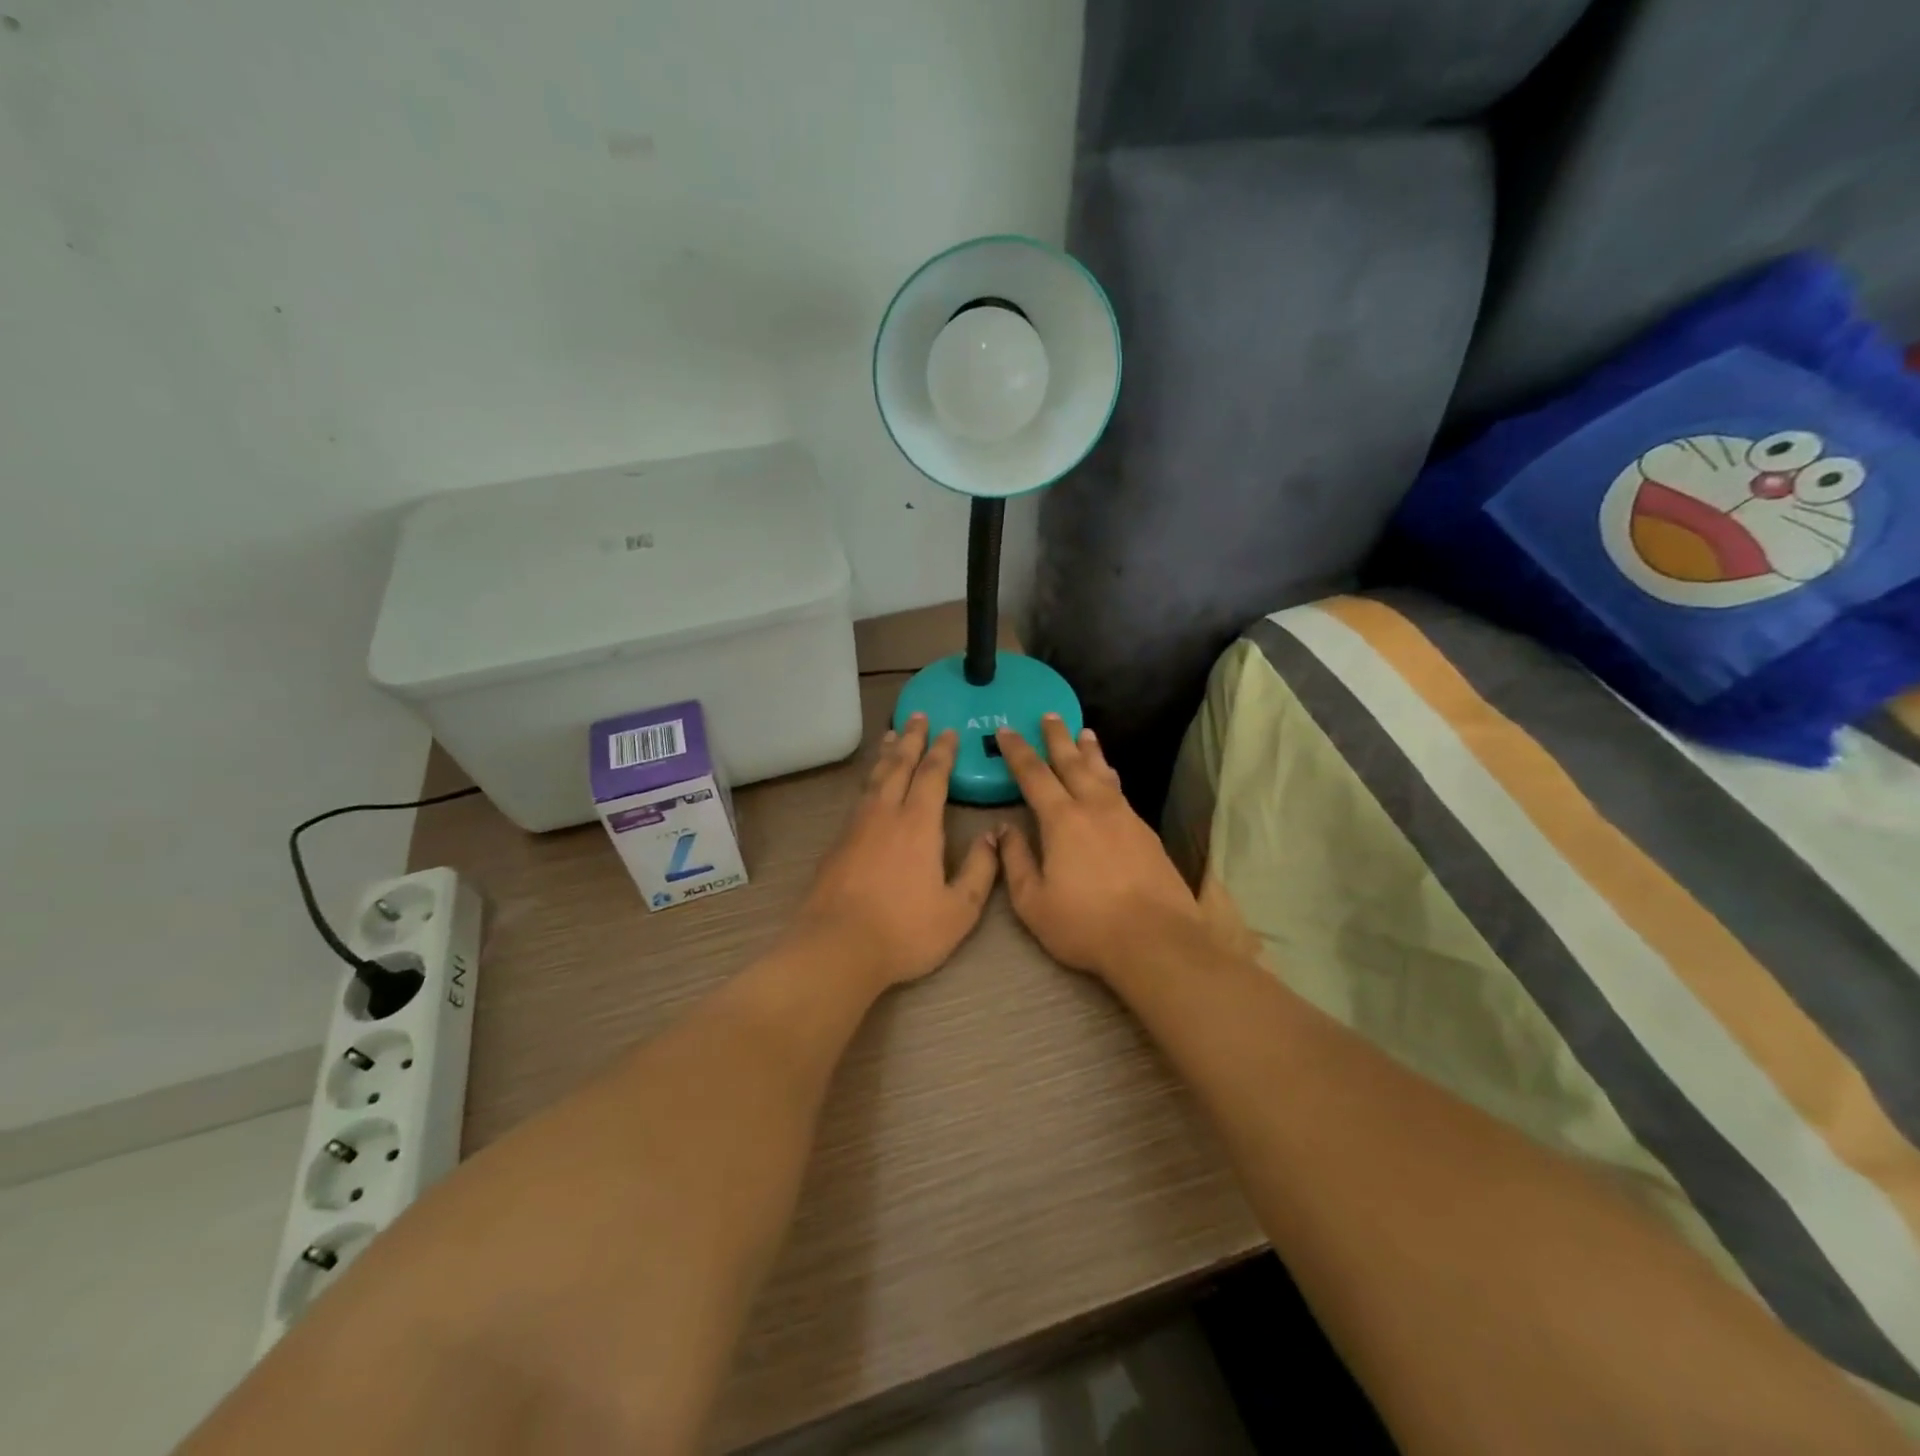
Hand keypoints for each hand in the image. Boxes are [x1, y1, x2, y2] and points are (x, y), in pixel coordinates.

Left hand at [790, 713, 999, 990]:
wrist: (837, 948)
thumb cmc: (904, 931)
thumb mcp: (958, 910)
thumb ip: (980, 870)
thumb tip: (993, 836)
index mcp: (918, 824)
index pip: (932, 775)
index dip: (942, 751)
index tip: (949, 731)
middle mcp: (885, 814)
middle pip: (898, 765)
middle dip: (911, 738)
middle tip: (916, 715)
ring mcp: (856, 827)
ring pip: (874, 778)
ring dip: (886, 754)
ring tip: (891, 736)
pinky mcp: (837, 843)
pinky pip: (859, 797)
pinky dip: (870, 780)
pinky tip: (871, 786)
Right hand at [995, 716, 1204, 979]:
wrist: (1156, 939)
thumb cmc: (1085, 924)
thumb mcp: (1033, 901)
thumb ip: (1016, 861)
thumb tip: (1003, 830)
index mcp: (1061, 820)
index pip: (1034, 775)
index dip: (1018, 751)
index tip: (1006, 730)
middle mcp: (1094, 807)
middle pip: (1072, 762)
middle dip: (1057, 737)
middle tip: (1050, 715)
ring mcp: (1125, 817)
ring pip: (1102, 773)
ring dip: (1090, 751)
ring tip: (1085, 733)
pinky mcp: (1146, 832)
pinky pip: (1120, 791)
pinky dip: (1109, 776)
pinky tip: (1109, 780)